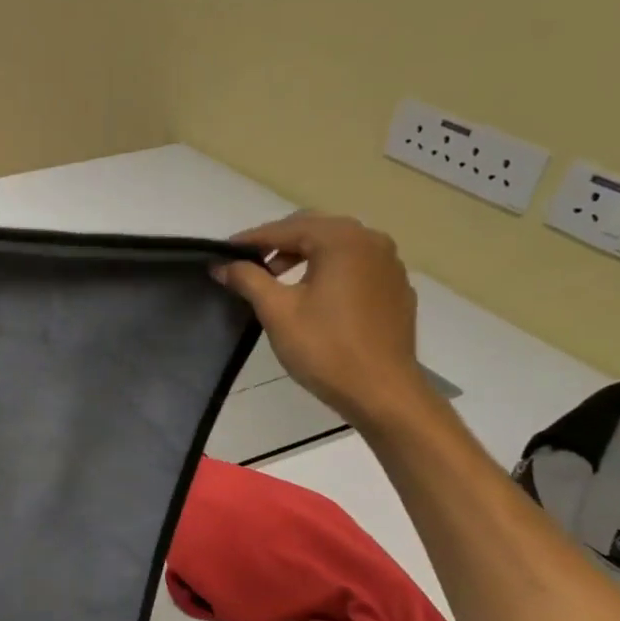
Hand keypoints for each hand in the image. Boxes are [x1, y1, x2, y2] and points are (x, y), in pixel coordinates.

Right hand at [215, 212, 435, 429]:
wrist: (381, 391)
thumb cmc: (325, 348)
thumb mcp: (277, 311)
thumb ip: (248, 280)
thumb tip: (222, 264)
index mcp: (342, 241)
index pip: (287, 229)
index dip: (252, 240)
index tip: (224, 253)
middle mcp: (372, 242)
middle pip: (316, 230)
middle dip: (280, 244)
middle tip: (250, 266)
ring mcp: (390, 265)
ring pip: (338, 247)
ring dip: (305, 256)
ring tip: (279, 282)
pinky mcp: (396, 289)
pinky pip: (357, 267)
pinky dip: (330, 271)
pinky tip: (315, 298)